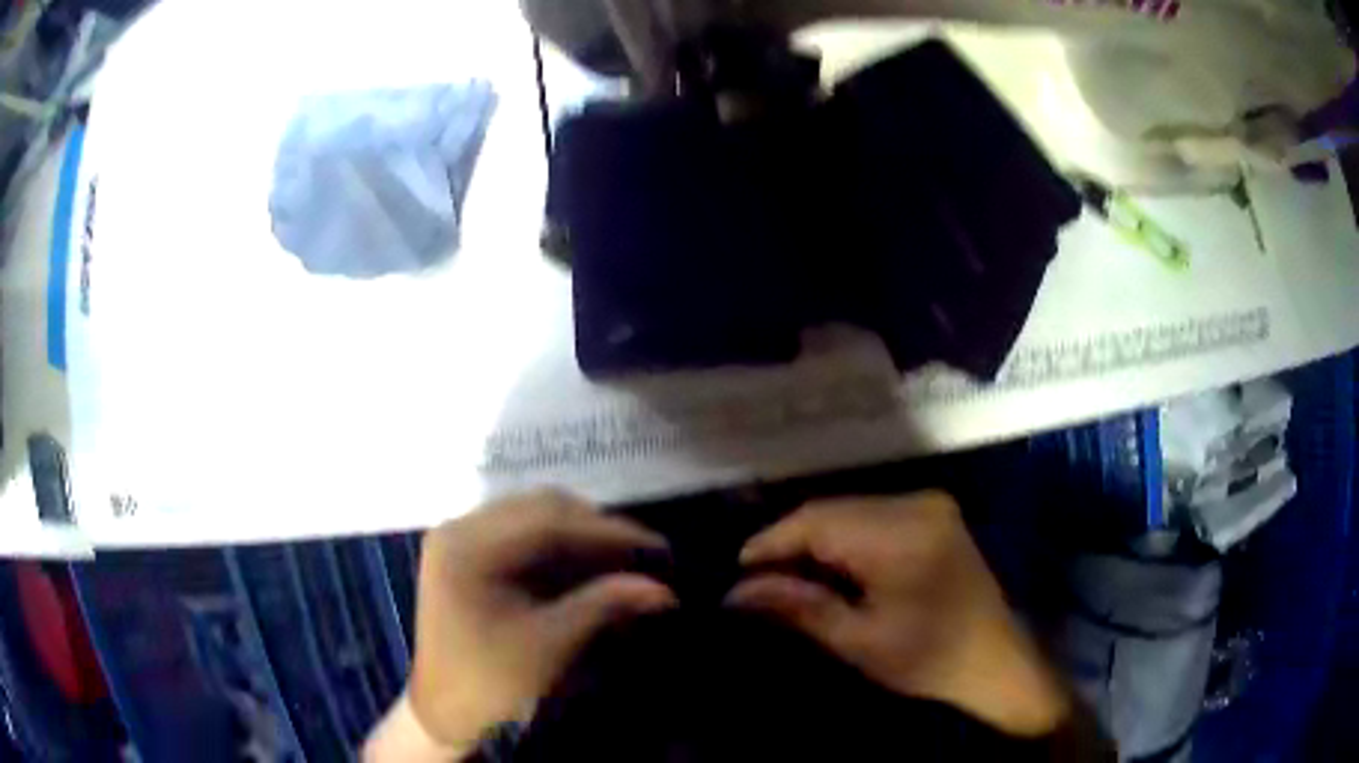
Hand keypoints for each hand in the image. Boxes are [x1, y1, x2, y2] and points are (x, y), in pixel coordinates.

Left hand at [407, 490, 676, 750]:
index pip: (549, 520)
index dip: (610, 531)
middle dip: (597, 530)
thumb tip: (664, 590)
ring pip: (533, 518)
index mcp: (467, 546)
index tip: (659, 547)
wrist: (443, 709)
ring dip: (580, 537)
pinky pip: (520, 536)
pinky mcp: (466, 553)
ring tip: (623, 560)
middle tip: (644, 554)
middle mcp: (459, 527)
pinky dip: (558, 549)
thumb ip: (605, 606)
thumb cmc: (490, 681)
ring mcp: (459, 537)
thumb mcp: (550, 644)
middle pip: (540, 510)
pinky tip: (587, 567)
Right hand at [726, 491, 1069, 736]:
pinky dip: (844, 537)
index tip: (737, 571)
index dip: (771, 541)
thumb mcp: (858, 641)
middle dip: (791, 541)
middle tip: (758, 579)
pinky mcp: (934, 512)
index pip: (818, 521)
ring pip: (850, 509)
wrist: (995, 657)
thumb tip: (738, 592)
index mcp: (901, 535)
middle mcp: (916, 504)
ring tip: (788, 575)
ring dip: (816, 539)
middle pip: (833, 510)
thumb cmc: (927, 659)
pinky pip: (873, 514)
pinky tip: (830, 566)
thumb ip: (799, 607)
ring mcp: (929, 504)